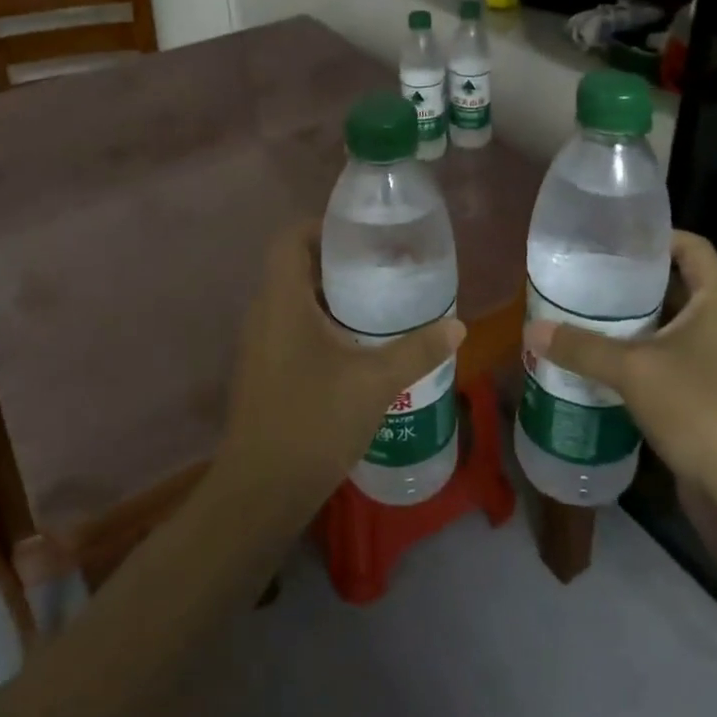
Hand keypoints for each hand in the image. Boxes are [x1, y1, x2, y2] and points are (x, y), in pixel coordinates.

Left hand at [216, 221, 464, 518]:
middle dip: (335, 263)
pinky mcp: (262, 370)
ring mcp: (258, 345)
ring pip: (291, 301)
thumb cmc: (315, 421)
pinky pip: (289, 328)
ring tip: (374, 302)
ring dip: (328, 296)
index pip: (290, 240)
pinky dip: (318, 323)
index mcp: (282, 301)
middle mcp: (263, 314)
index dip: (321, 227)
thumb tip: (458, 326)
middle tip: (380, 267)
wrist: (262, 489)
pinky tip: (354, 346)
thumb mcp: (375, 382)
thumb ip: (418, 350)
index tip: (361, 235)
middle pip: (293, 268)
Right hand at [523, 230, 716, 507]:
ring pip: (674, 328)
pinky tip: (607, 366)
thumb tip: (531, 330)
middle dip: (635, 283)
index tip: (616, 238)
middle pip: (679, 287)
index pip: (693, 247)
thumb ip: (581, 347)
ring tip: (588, 318)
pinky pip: (674, 363)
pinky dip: (644, 358)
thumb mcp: (632, 370)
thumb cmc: (699, 406)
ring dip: (636, 324)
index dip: (658, 236)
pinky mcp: (715, 397)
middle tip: (589, 278)